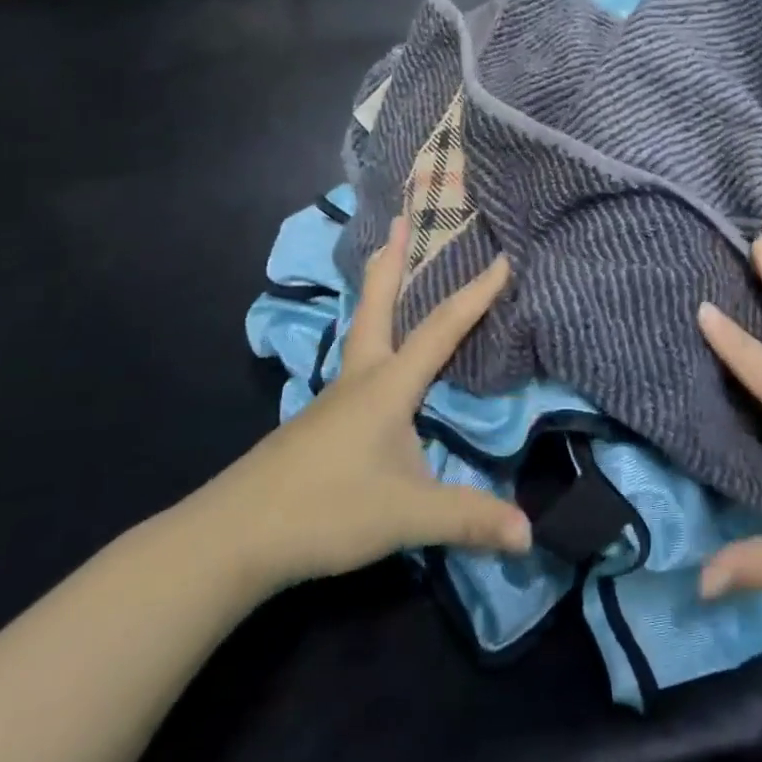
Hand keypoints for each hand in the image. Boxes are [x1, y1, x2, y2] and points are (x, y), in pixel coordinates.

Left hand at [197, 217, 531, 593]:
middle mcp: (359, 380)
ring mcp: (332, 402)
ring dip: (375, 296)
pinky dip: (368, 341)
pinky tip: (371, 366)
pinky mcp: (315, 426)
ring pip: (359, 334)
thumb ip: (468, 519)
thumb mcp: (406, 515)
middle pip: (376, 307)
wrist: (231, 538)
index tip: (502, 258)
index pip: (441, 329)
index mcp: (387, 386)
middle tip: (399, 222)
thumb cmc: (325, 510)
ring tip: (384, 272)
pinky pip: (352, 366)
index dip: (476, 295)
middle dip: (391, 264)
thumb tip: (530, 533)